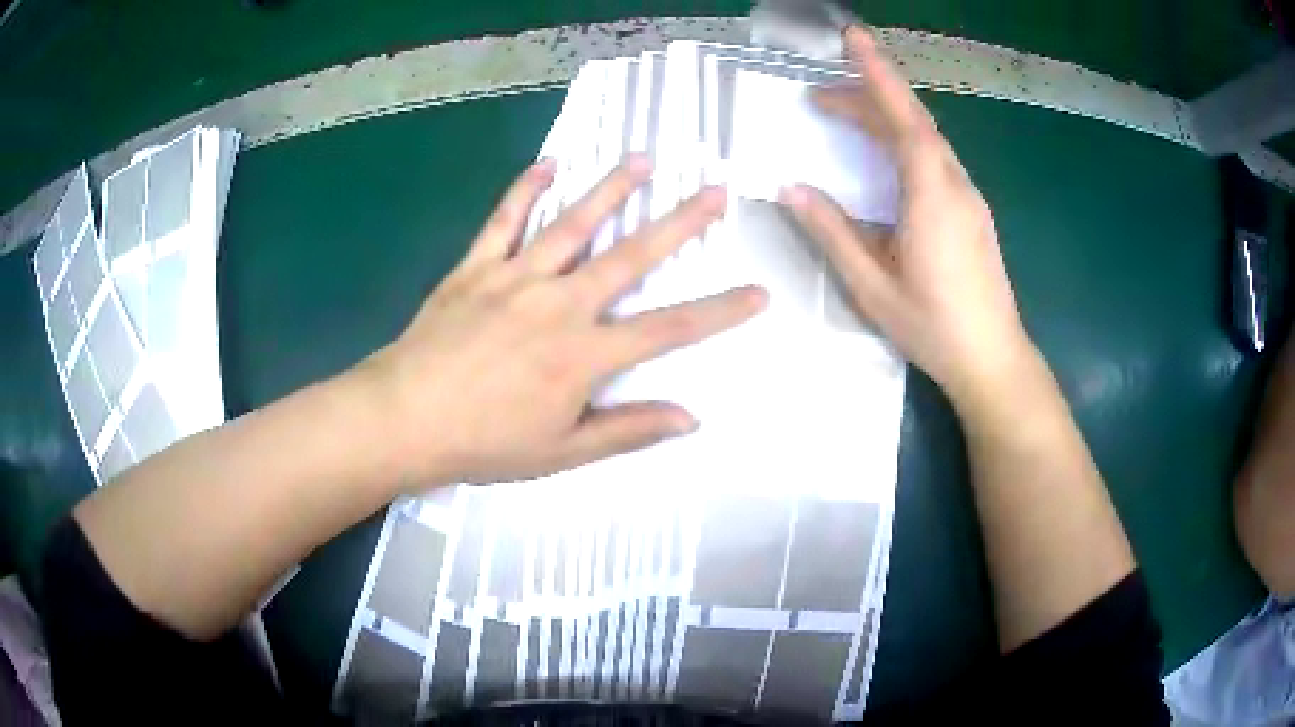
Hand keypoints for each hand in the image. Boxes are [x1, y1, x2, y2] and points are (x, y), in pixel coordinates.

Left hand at [365, 157, 766, 486]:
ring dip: (612, 188)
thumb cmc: (485, 442)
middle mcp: (560, 303)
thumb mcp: (563, 452)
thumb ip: (628, 430)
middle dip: (680, 223)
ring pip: (573, 223)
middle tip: (715, 190)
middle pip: (632, 256)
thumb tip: (690, 418)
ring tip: (645, 158)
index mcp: (585, 353)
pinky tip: (548, 163)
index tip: (760, 292)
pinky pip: (504, 220)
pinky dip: (525, 189)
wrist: (405, 418)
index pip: (671, 329)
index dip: (721, 311)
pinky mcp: (476, 267)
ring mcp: (516, 277)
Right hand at [781, 26, 1035, 409]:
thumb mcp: (872, 286)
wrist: (993, 359)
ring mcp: (968, 197)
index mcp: (931, 197)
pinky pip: (936, 159)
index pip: (904, 119)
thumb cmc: (934, 327)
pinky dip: (904, 141)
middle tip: (819, 98)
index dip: (878, 74)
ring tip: (844, 118)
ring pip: (926, 139)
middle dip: (867, 97)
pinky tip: (884, 155)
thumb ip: (833, 233)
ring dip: (885, 118)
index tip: (853, 38)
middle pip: (912, 122)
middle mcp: (954, 185)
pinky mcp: (972, 210)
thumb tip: (792, 188)